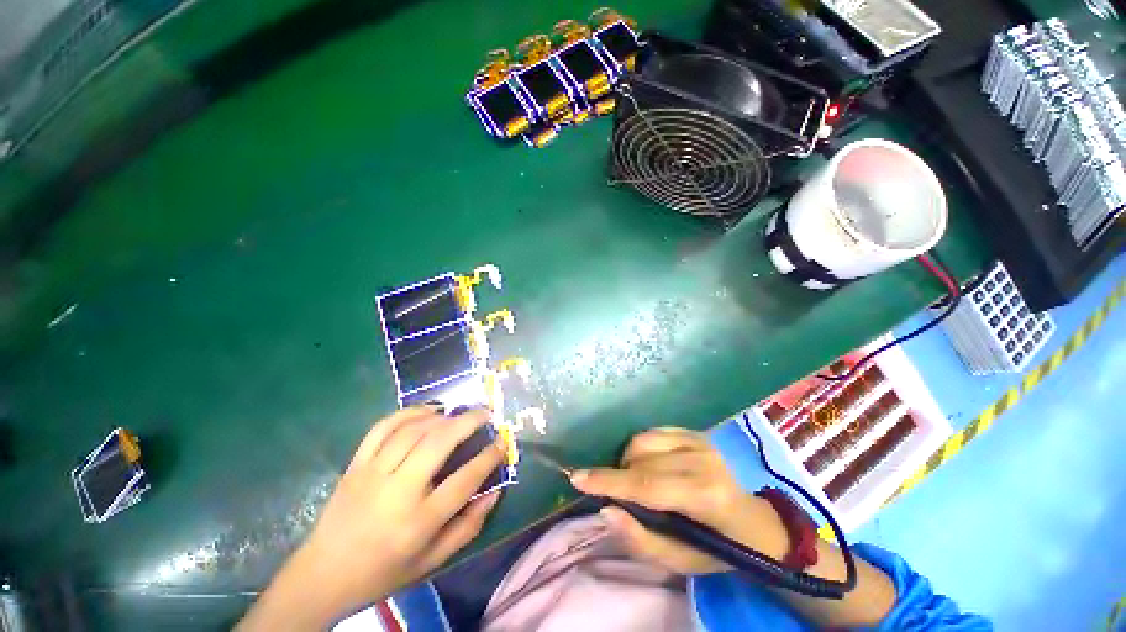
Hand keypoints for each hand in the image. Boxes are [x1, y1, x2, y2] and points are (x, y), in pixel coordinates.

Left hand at [240, 407, 504, 629]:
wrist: (322, 576)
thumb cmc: (383, 572)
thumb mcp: (431, 562)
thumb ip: (467, 528)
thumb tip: (495, 493)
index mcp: (419, 521)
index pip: (465, 480)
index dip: (489, 457)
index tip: (502, 441)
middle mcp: (398, 492)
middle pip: (439, 443)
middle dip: (468, 422)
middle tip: (485, 413)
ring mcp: (373, 473)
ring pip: (414, 430)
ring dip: (442, 416)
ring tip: (459, 413)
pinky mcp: (355, 464)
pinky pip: (383, 427)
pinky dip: (408, 412)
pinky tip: (427, 410)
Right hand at [570, 427, 785, 574]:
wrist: (754, 523)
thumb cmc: (716, 549)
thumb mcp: (679, 562)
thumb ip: (640, 539)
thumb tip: (606, 509)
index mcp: (705, 495)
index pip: (646, 484)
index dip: (608, 480)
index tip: (577, 477)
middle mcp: (703, 459)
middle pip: (641, 459)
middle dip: (618, 474)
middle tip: (618, 494)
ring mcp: (700, 440)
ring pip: (642, 440)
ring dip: (629, 460)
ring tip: (638, 481)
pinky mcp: (695, 432)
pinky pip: (652, 432)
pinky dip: (641, 448)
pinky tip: (649, 465)